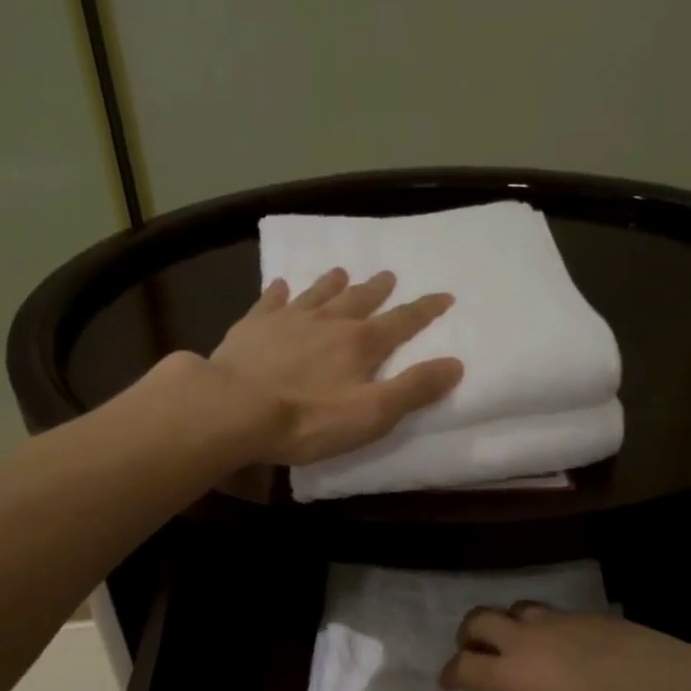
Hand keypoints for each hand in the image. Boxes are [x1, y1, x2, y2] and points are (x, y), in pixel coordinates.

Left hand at [204, 268, 463, 464]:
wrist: (234, 409)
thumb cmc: (308, 419)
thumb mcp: (372, 414)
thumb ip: (414, 389)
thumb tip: (456, 363)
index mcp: (360, 344)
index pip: (402, 322)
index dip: (425, 310)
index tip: (444, 295)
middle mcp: (328, 322)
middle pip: (359, 300)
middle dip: (377, 289)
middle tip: (389, 275)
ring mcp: (288, 320)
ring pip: (317, 294)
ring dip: (332, 283)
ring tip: (342, 271)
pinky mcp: (252, 327)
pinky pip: (270, 302)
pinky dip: (278, 292)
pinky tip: (279, 285)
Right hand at [441, 606, 690, 690]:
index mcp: (511, 679)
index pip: (461, 667)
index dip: (450, 675)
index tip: (451, 685)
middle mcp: (524, 641)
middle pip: (476, 621)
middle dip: (468, 638)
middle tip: (476, 656)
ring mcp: (555, 620)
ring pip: (513, 609)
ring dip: (505, 626)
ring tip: (519, 647)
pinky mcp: (586, 612)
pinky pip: (549, 613)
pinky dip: (541, 627)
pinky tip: (564, 647)